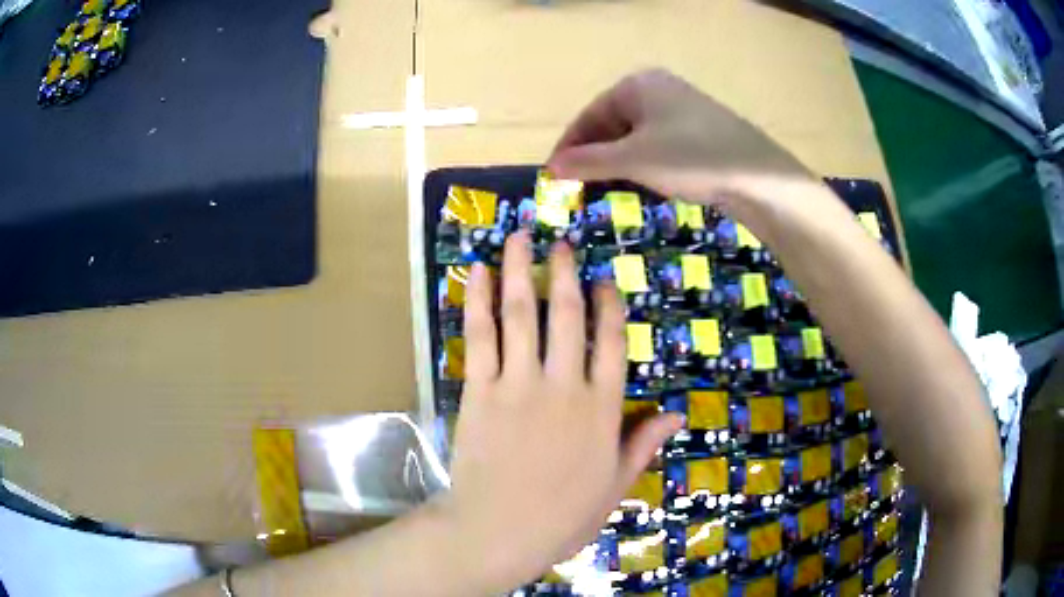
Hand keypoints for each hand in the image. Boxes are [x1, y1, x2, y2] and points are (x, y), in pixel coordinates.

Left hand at [441, 232, 682, 591]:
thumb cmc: (562, 517)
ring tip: (518, 237)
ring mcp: (518, 384)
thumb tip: (676, 413)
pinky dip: (477, 300)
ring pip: (521, 314)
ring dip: (519, 270)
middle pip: (566, 315)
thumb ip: (643, 444)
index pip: (611, 342)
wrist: (498, 532)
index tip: (603, 281)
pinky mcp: (480, 391)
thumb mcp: (615, 485)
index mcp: (602, 409)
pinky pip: (480, 336)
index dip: (608, 306)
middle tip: (561, 243)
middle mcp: (563, 386)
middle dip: (564, 273)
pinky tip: (475, 271)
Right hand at [547, 68, 811, 204]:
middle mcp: (658, 88)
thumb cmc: (690, 158)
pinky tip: (645, 182)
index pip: (588, 116)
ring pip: (636, 135)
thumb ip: (588, 161)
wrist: (758, 177)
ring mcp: (682, 107)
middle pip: (612, 123)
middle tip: (580, 188)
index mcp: (636, 85)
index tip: (554, 177)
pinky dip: (644, 162)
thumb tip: (550, 167)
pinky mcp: (701, 129)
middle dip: (594, 156)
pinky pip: (660, 143)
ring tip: (607, 189)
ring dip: (617, 162)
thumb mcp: (633, 160)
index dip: (569, 147)